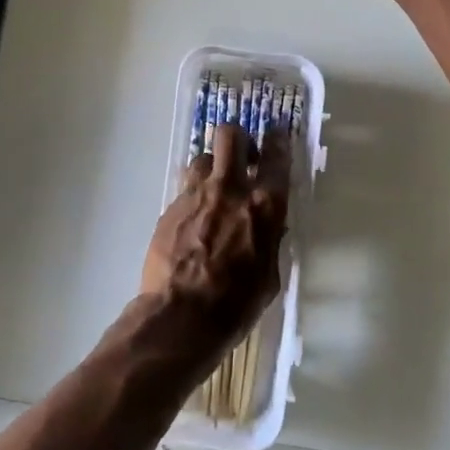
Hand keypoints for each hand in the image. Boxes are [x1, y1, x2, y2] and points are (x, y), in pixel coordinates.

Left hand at [134, 122, 291, 376]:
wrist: (179, 316)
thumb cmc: (235, 305)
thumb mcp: (268, 277)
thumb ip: (270, 242)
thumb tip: (270, 228)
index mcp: (264, 206)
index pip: (277, 158)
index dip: (279, 140)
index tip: (279, 132)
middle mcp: (230, 190)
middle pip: (231, 137)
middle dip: (239, 139)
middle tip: (243, 157)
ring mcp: (195, 195)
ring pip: (203, 158)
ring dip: (212, 168)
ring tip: (214, 189)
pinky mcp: (170, 207)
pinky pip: (185, 189)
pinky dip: (193, 197)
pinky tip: (194, 220)